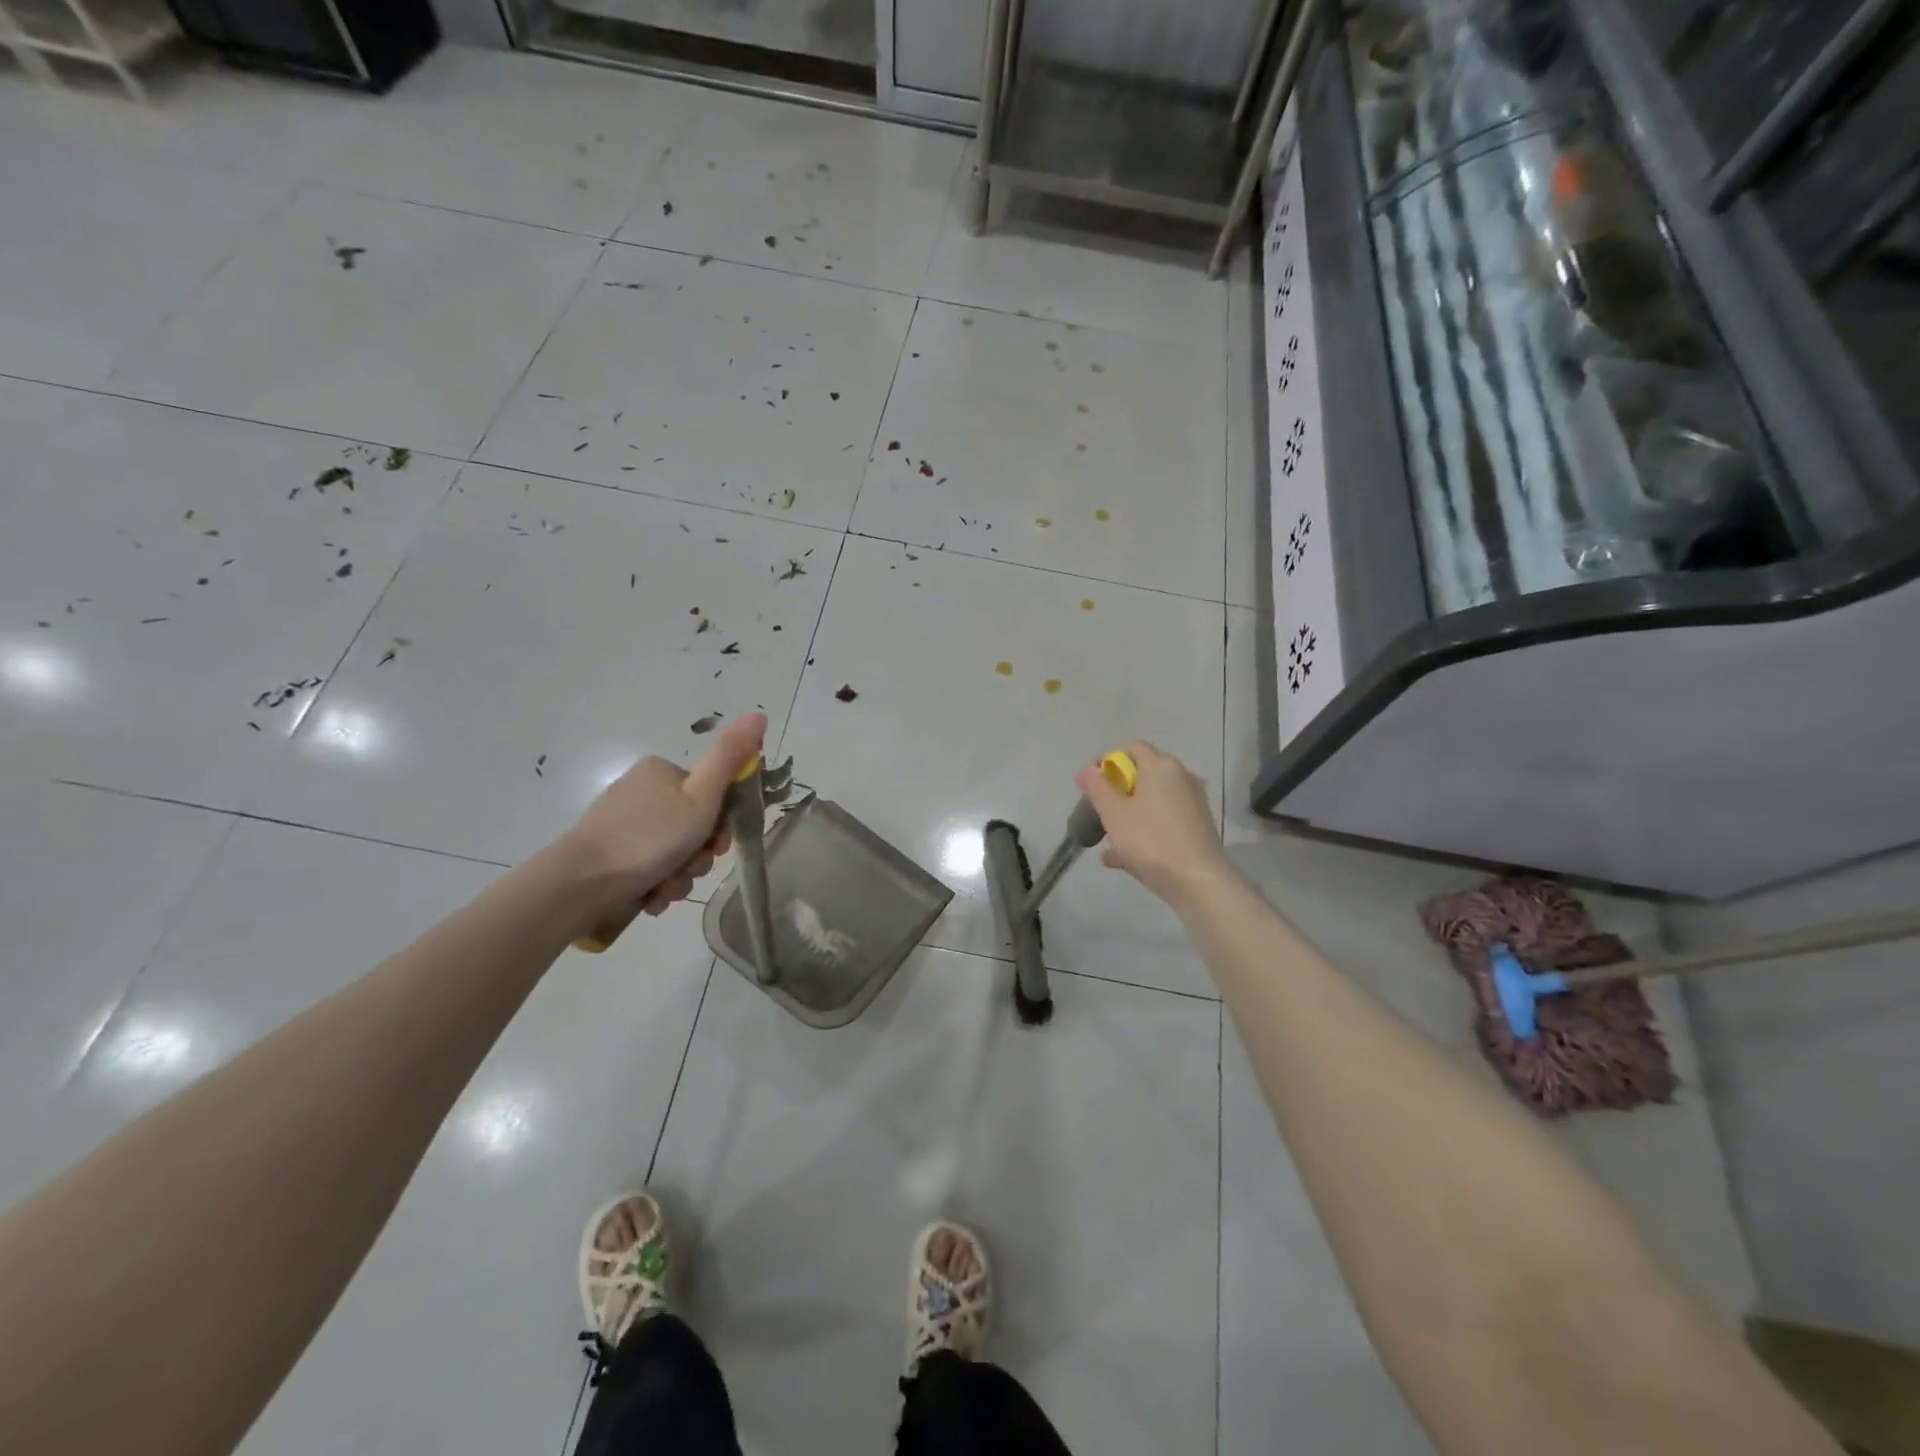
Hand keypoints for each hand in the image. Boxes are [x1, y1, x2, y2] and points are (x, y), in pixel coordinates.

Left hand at [561, 713, 766, 922]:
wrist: (579, 883)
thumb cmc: (649, 837)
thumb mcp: (701, 797)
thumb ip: (730, 758)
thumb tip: (759, 714)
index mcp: (662, 772)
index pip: (711, 795)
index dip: (722, 825)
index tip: (717, 845)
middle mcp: (641, 792)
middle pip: (693, 827)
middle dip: (697, 856)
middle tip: (690, 868)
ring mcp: (622, 824)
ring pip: (673, 852)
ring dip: (679, 875)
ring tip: (665, 889)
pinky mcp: (608, 855)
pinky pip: (649, 869)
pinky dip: (656, 885)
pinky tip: (651, 897)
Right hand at [1075, 741, 1231, 907]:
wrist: (1198, 882)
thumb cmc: (1151, 841)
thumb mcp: (1114, 814)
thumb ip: (1097, 788)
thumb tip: (1087, 770)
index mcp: (1161, 766)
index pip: (1133, 749)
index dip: (1111, 763)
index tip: (1095, 787)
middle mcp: (1182, 778)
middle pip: (1144, 775)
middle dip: (1119, 792)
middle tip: (1101, 814)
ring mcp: (1193, 803)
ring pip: (1154, 801)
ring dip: (1131, 814)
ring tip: (1109, 839)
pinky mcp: (1198, 828)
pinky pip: (1165, 821)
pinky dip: (1146, 830)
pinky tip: (1123, 857)